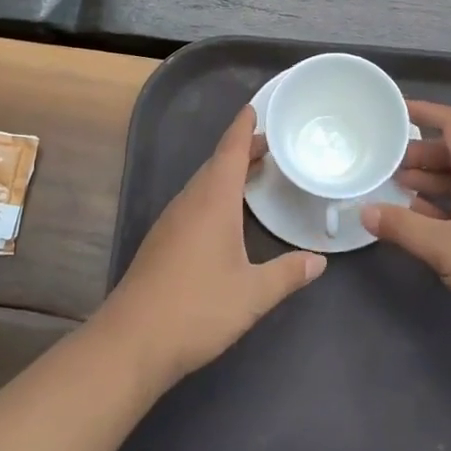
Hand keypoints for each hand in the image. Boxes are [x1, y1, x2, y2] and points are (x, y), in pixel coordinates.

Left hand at [99, 106, 325, 386]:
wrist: (131, 342)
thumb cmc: (197, 309)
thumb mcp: (252, 294)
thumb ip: (288, 274)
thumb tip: (319, 261)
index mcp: (213, 201)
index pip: (230, 151)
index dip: (243, 128)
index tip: (254, 108)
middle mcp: (190, 203)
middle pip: (217, 164)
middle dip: (241, 150)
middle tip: (269, 145)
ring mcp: (171, 222)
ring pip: (203, 184)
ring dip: (227, 173)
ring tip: (253, 173)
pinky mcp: (162, 243)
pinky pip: (193, 203)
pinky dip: (214, 194)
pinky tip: (225, 214)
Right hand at [364, 100, 450, 341]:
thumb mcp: (444, 247)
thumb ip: (401, 226)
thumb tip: (364, 210)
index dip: (425, 112)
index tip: (394, 110)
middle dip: (419, 153)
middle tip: (385, 162)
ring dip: (429, 180)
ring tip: (395, 188)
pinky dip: (441, 205)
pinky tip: (419, 219)